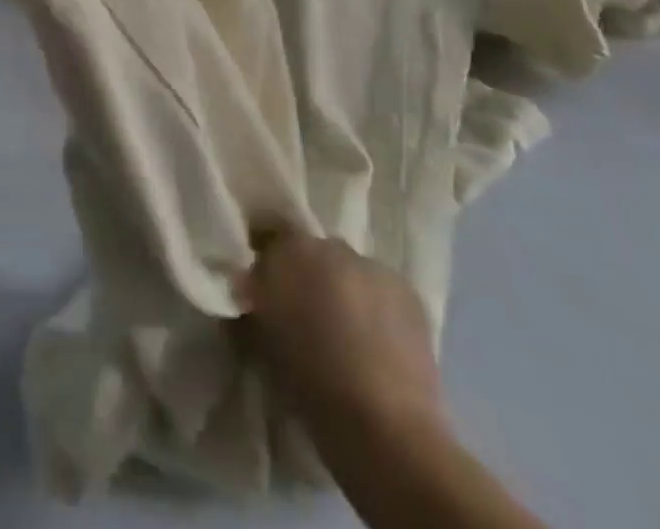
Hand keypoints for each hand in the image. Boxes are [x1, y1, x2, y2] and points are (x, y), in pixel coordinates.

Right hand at [242, 232, 444, 440]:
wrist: (384, 427)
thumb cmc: (309, 382)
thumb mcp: (260, 336)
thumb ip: (253, 298)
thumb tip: (249, 285)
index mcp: (288, 250)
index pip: (268, 232)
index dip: (266, 256)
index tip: (262, 282)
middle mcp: (330, 245)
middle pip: (311, 250)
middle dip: (306, 273)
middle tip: (305, 310)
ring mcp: (373, 266)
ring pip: (348, 269)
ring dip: (342, 287)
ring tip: (346, 329)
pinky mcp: (409, 292)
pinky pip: (381, 288)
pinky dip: (375, 305)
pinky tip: (377, 338)